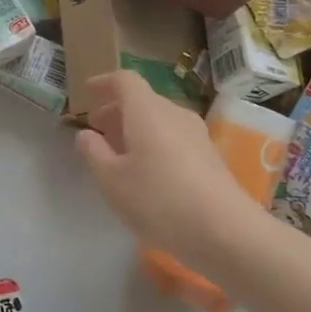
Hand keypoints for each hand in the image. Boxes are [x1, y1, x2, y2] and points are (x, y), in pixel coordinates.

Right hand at [75, 72, 261, 267]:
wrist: (225, 231)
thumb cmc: (158, 199)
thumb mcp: (111, 180)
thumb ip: (93, 152)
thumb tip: (86, 134)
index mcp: (147, 110)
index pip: (124, 80)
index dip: (104, 83)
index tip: (87, 92)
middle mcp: (174, 113)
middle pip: (142, 100)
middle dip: (116, 110)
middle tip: (96, 129)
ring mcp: (196, 135)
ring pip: (159, 120)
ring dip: (135, 129)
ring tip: (118, 154)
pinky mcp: (209, 157)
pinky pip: (173, 138)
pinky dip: (153, 144)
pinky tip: (146, 173)